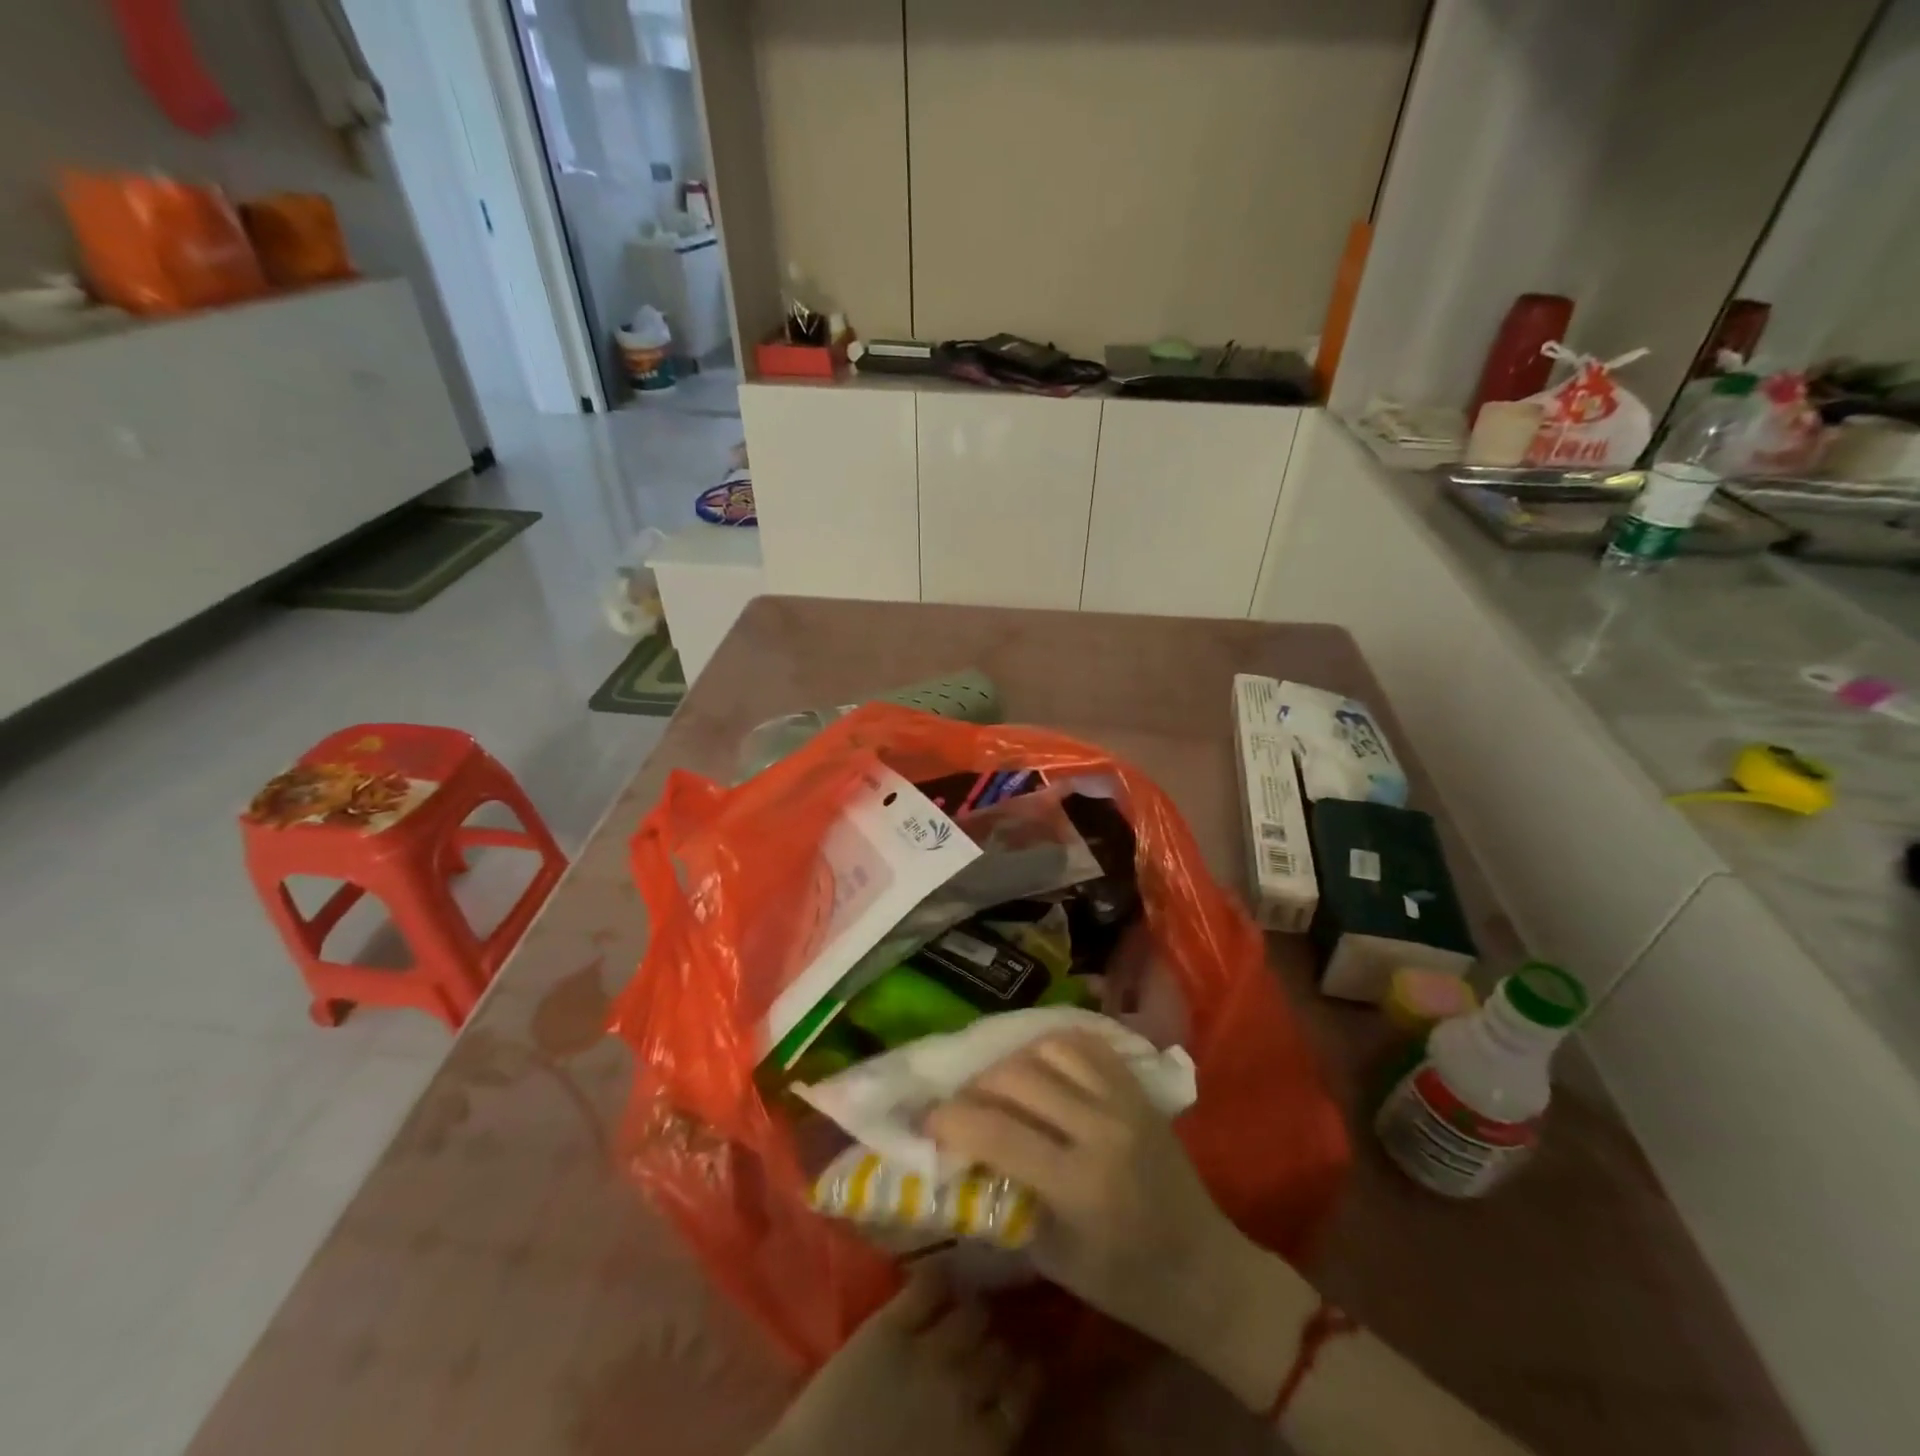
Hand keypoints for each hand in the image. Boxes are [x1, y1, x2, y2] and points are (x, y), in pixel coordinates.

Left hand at [753, 1269, 1037, 1455]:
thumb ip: (978, 1447)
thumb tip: (996, 1423)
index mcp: (983, 1445)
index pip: (1024, 1393)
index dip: (1026, 1373)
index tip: (1026, 1361)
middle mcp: (966, 1389)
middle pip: (1000, 1349)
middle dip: (1000, 1341)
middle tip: (995, 1335)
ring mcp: (928, 1351)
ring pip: (972, 1313)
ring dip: (974, 1310)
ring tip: (971, 1304)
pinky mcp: (890, 1325)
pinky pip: (928, 1286)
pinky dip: (940, 1277)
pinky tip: (942, 1275)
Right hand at [924, 1031, 1307, 1404]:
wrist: (1206, 1269)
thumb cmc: (1125, 1282)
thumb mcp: (1052, 1256)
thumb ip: (1006, 1199)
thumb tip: (960, 1159)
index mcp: (1079, 1183)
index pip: (998, 1132)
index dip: (952, 1120)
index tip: (927, 1119)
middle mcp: (1101, 1129)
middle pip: (1019, 1077)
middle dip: (976, 1086)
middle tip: (959, 1104)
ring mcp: (1124, 1101)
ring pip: (1050, 1048)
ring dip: (1014, 1061)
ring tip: (999, 1083)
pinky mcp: (1138, 1088)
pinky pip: (1087, 1044)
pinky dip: (1053, 1046)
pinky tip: (1039, 1064)